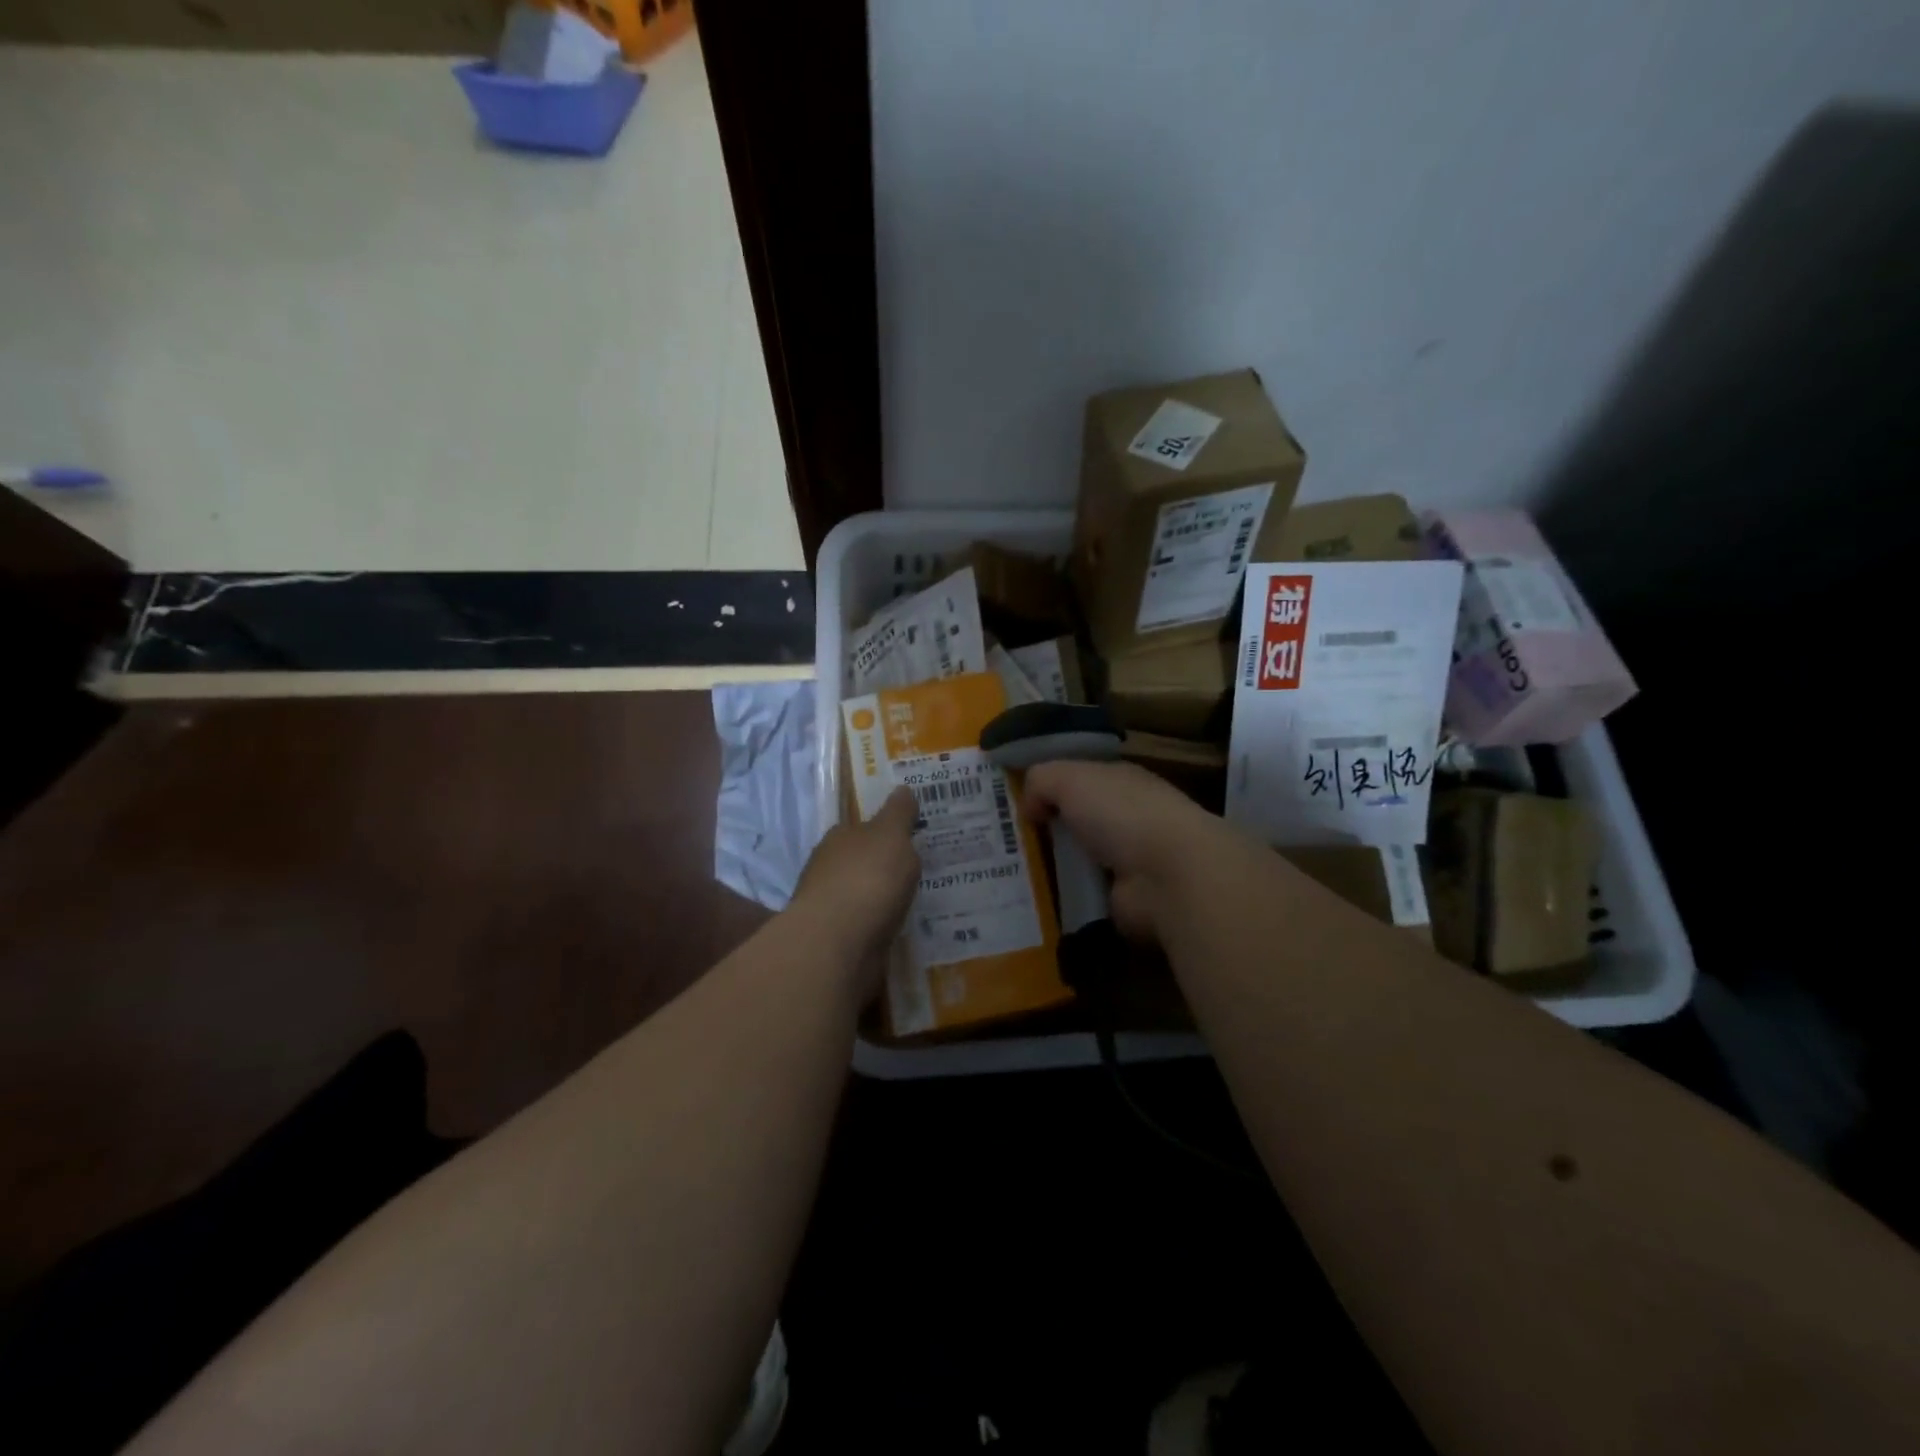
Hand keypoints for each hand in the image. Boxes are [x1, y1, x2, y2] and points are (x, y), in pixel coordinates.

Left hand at [789, 787, 921, 990]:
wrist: (838, 943)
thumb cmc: (867, 878)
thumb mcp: (891, 835)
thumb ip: (898, 813)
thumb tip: (902, 789)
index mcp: (839, 837)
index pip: (862, 827)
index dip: (885, 831)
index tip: (910, 838)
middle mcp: (828, 867)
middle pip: (860, 861)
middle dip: (882, 865)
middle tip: (917, 870)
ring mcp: (829, 906)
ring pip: (862, 895)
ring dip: (881, 898)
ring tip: (914, 902)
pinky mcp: (836, 940)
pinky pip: (865, 926)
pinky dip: (879, 925)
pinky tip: (898, 928)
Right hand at [1022, 760, 1236, 943]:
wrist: (1168, 876)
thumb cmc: (1121, 813)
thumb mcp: (1070, 778)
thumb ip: (1041, 781)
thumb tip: (1029, 805)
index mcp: (1120, 781)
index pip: (1079, 779)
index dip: (1048, 788)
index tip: (1012, 803)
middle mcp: (1127, 818)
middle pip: (1076, 821)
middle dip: (1044, 831)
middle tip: (999, 843)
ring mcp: (1128, 862)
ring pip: (1078, 861)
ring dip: (1051, 869)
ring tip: (1007, 877)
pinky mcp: (1124, 901)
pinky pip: (1083, 897)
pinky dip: (1063, 900)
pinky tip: (1032, 904)